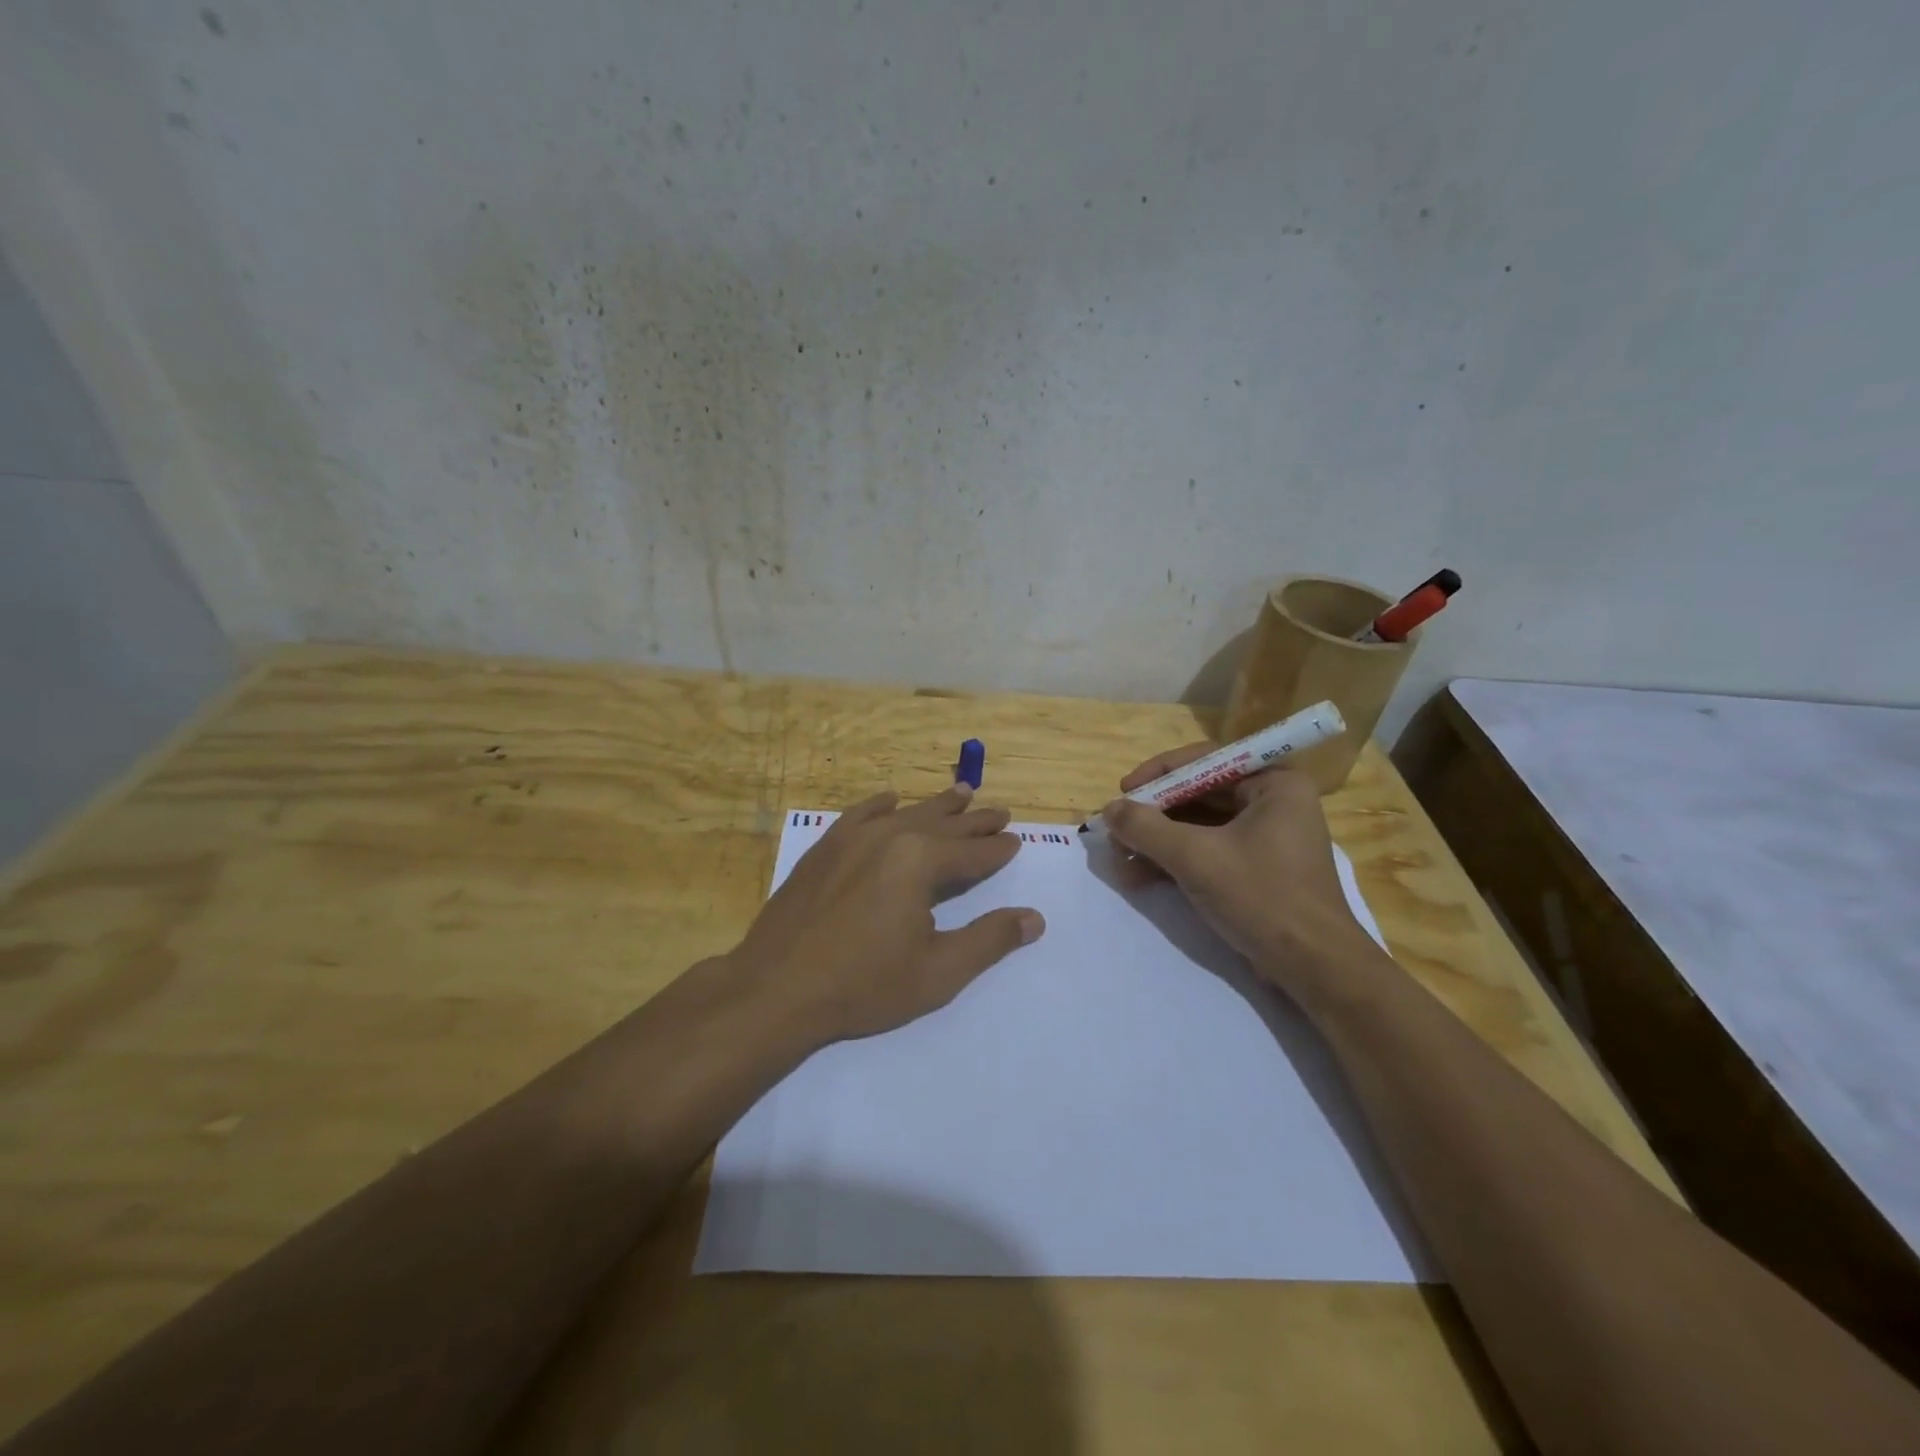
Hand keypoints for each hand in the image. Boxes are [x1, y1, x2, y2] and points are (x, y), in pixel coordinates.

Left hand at [731, 784, 1045, 1043]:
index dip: (996, 849)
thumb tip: (1034, 918)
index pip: (972, 852)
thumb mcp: (939, 971)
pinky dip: (879, 804)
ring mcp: (851, 838)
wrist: (777, 989)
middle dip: (974, 820)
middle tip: (999, 811)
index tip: (1015, 840)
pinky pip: (858, 814)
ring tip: (961, 792)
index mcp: (919, 862)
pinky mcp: (823, 849)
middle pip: (943, 824)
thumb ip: (989, 940)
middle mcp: (889, 836)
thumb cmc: (864, 984)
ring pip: (905, 813)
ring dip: (936, 805)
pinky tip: (890, 798)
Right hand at [1102, 744, 1380, 999]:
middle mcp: (1272, 802)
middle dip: (1153, 815)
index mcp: (1274, 783)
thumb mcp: (1196, 857)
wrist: (1314, 968)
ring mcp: (1265, 838)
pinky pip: (1207, 851)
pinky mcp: (1256, 870)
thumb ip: (1146, 828)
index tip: (1123, 790)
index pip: (1206, 761)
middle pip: (1198, 795)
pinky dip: (1173, 861)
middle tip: (1115, 830)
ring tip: (1119, 859)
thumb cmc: (1262, 897)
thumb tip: (1108, 809)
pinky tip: (1138, 877)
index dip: (1158, 774)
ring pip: (1198, 827)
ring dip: (1156, 842)